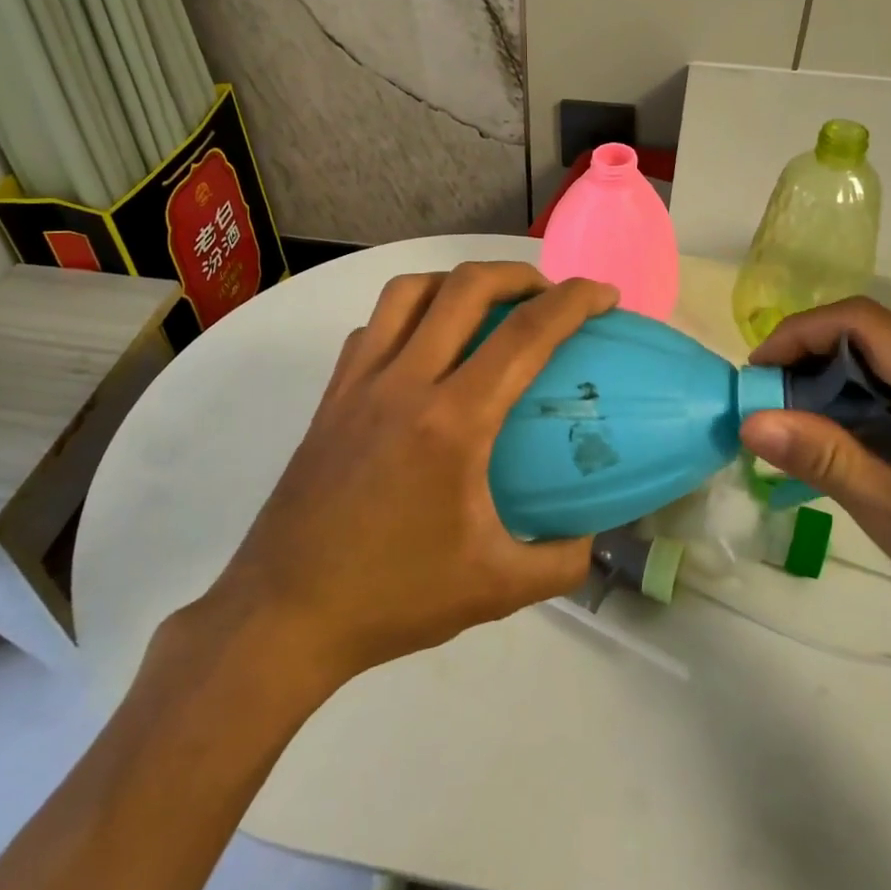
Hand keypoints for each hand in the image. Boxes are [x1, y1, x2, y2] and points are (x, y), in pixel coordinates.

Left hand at [176, 262, 618, 696]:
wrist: (285, 615)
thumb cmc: (394, 598)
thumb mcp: (497, 589)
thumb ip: (562, 561)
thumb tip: (596, 536)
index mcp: (453, 422)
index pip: (526, 334)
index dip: (574, 301)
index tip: (605, 295)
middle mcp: (404, 383)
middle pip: (465, 287)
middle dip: (519, 274)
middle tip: (548, 294)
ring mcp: (359, 384)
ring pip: (409, 292)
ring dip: (457, 282)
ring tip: (486, 306)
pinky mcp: (330, 397)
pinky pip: (373, 327)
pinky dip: (409, 314)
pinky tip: (425, 348)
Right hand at [740, 298, 890, 696]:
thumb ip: (826, 459)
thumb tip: (751, 420)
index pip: (857, 320)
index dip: (795, 335)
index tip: (755, 379)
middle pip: (875, 332)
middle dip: (813, 362)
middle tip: (773, 416)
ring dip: (844, 384)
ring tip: (808, 435)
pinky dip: (879, 400)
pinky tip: (864, 446)